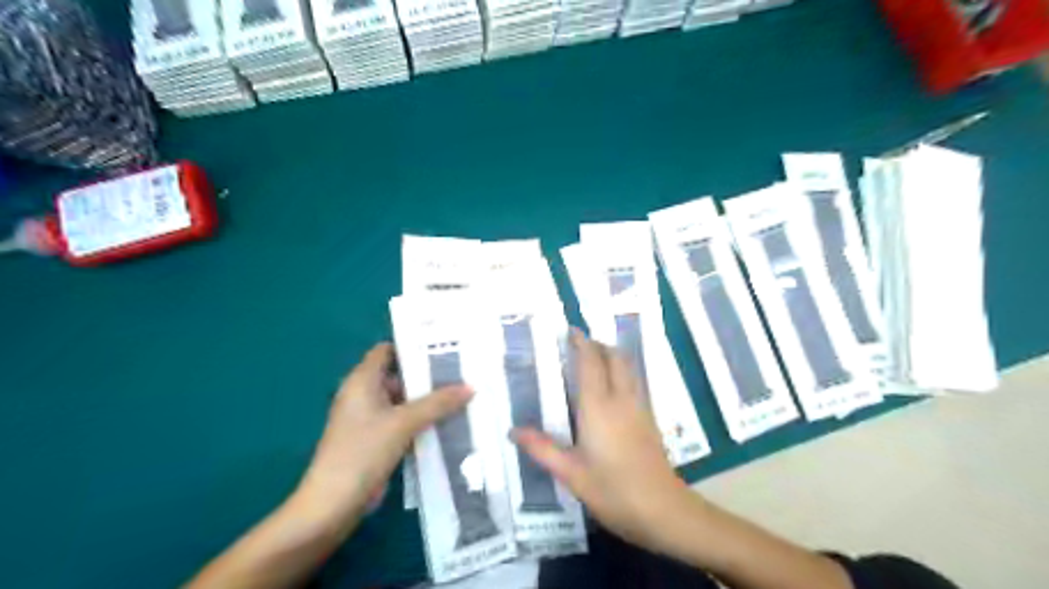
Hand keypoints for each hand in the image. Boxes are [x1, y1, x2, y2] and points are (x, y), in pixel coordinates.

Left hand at [298, 343, 472, 530]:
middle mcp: (363, 395)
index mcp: (361, 381)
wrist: (333, 505)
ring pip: (403, 401)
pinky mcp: (375, 440)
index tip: (443, 346)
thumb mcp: (403, 423)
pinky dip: (421, 420)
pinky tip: (447, 422)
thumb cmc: (363, 451)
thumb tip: (470, 387)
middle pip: (398, 375)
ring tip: (461, 394)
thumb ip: (437, 403)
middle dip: (427, 375)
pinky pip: (402, 422)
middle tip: (460, 372)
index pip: (387, 350)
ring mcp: (368, 419)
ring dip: (427, 400)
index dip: (412, 346)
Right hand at [511, 333, 699, 554]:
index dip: (582, 342)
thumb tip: (513, 431)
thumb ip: (542, 449)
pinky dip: (622, 371)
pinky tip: (612, 385)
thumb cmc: (613, 491)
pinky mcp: (649, 418)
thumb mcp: (571, 474)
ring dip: (612, 355)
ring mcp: (639, 407)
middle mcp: (621, 399)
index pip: (591, 362)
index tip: (570, 330)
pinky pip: (634, 381)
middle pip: (614, 357)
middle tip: (579, 343)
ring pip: (628, 367)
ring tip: (594, 357)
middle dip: (598, 344)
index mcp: (598, 407)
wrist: (663, 510)